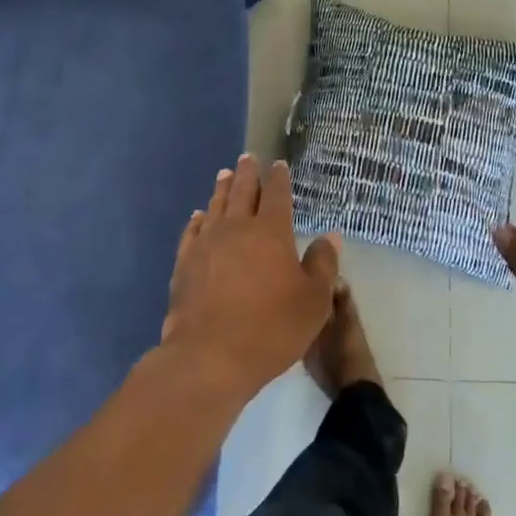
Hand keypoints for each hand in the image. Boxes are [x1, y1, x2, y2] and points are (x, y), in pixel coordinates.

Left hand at [163, 154, 340, 399]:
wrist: (210, 356)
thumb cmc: (271, 328)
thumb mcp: (314, 301)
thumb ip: (323, 264)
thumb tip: (330, 236)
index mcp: (271, 232)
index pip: (276, 194)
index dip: (279, 178)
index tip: (279, 166)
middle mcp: (237, 228)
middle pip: (241, 191)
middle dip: (247, 173)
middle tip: (248, 158)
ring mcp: (206, 244)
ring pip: (215, 206)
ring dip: (222, 188)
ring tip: (225, 174)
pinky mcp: (185, 263)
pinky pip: (192, 231)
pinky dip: (198, 219)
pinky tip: (199, 216)